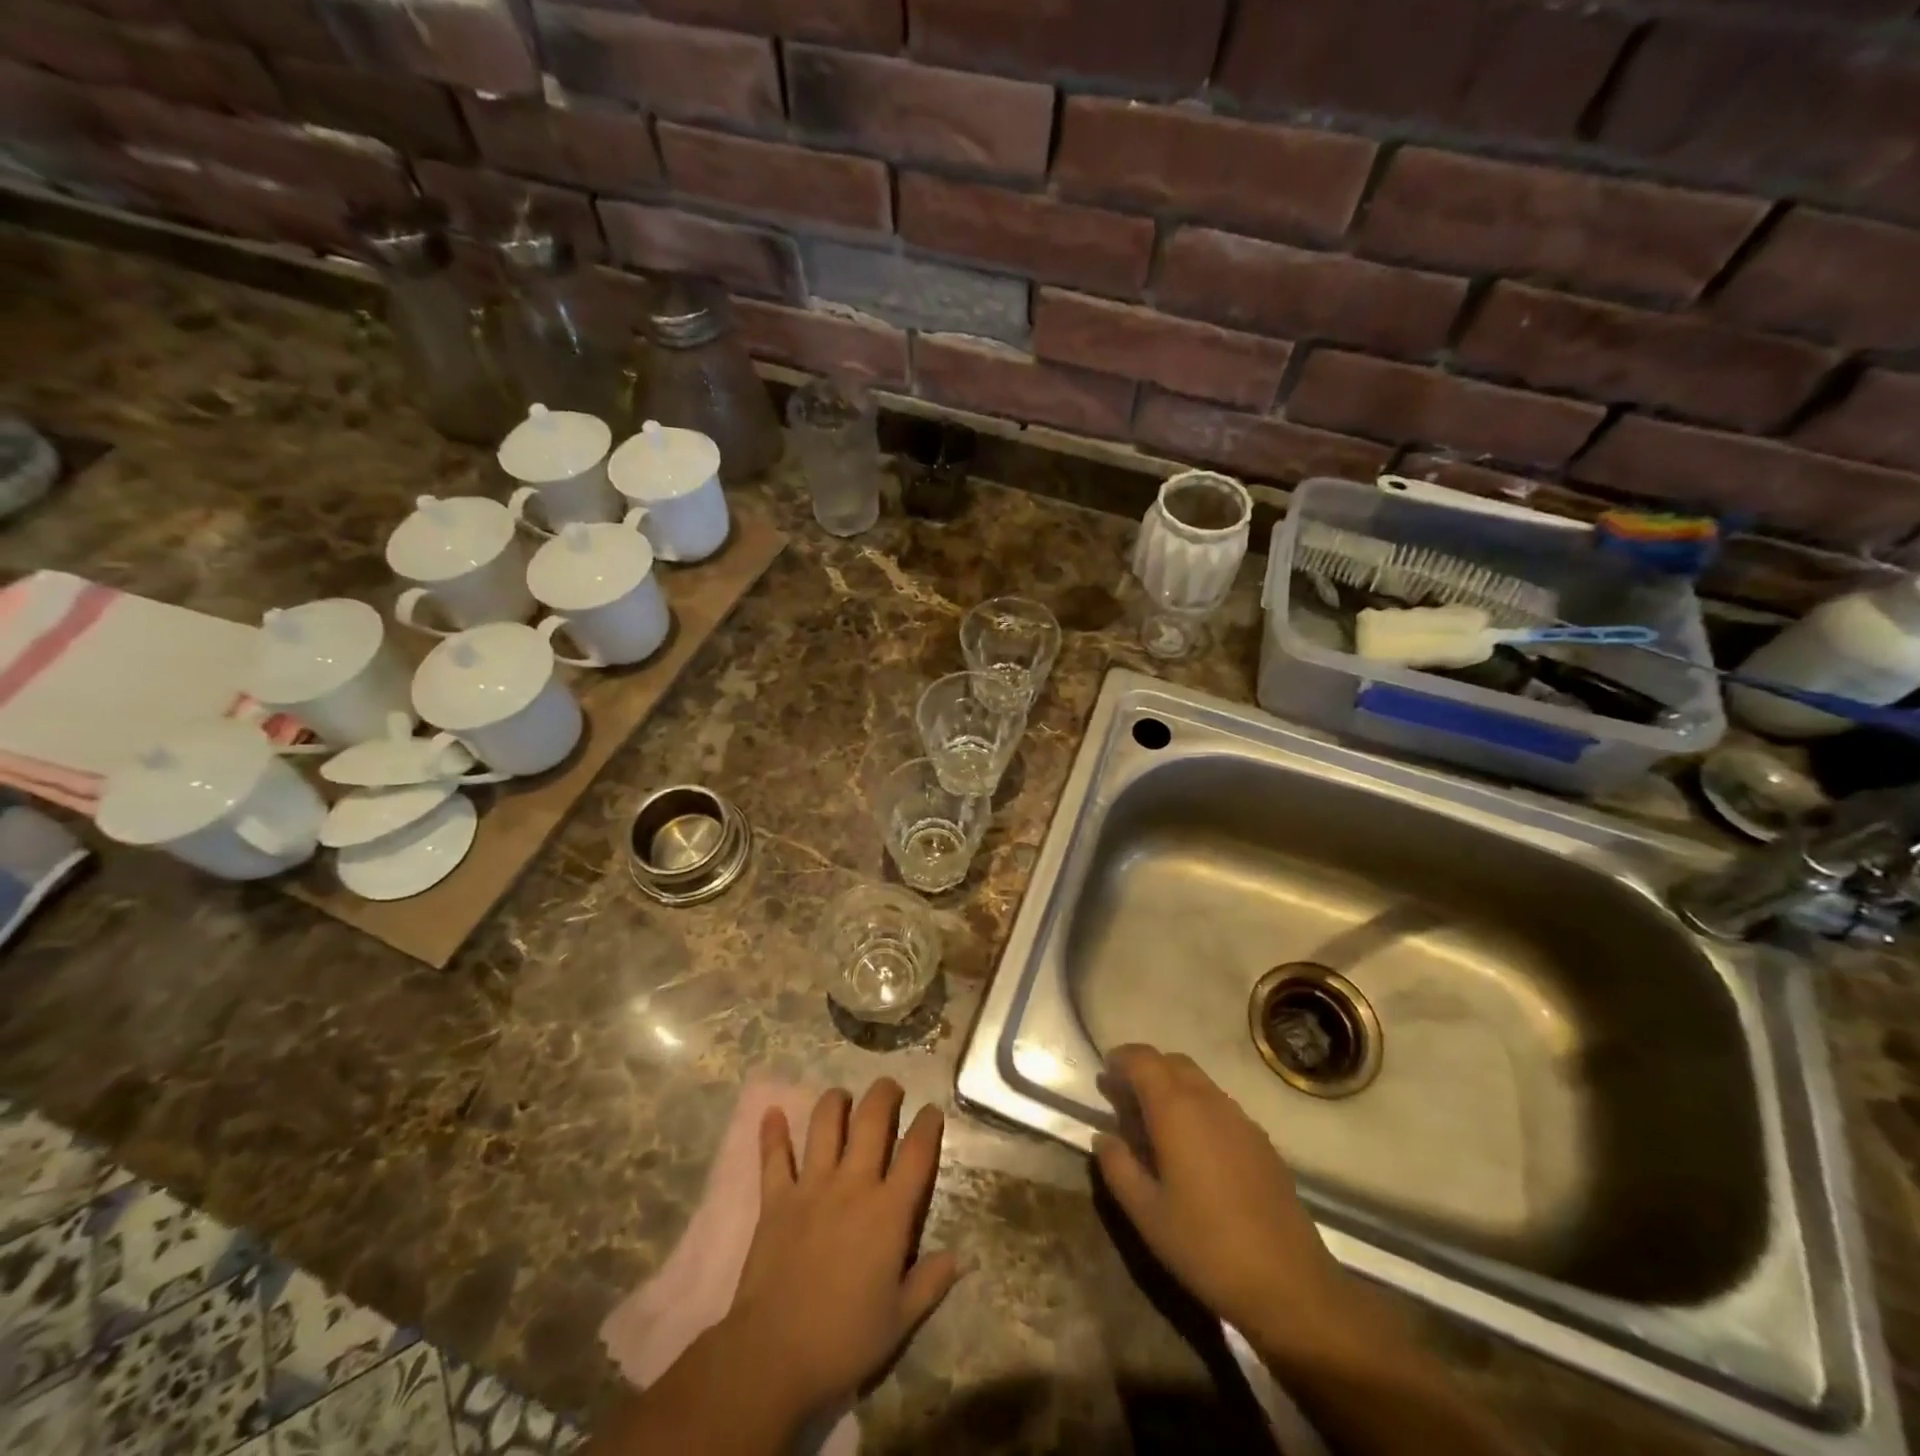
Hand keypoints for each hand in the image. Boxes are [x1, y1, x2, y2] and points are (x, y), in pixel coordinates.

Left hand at [720, 1080, 959, 1425]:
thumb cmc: (844, 1341)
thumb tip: (960, 1258)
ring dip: (835, 1102)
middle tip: (890, 1087)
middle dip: (885, 1095)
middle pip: (872, 1120)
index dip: (928, 1125)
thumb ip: (930, 1283)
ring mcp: (812, 1186)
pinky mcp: (776, 1198)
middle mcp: (853, 1185)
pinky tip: (772, 1112)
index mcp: (889, 1212)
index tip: (932, 1111)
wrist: (774, 1355)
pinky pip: (774, 1157)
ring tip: (842, 1095)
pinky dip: (772, 1133)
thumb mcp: (900, 1321)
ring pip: (825, 1124)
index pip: (917, 1153)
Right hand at [1094, 1045, 1354, 1359]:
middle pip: (1172, 1062)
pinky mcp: (1261, 1141)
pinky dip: (1197, 1107)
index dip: (1120, 1060)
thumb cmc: (1206, 1246)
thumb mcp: (1146, 1213)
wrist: (1290, 1285)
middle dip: (1145, 1070)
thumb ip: (1118, 1166)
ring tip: (1154, 1124)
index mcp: (1176, 1109)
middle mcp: (1209, 1101)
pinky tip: (1193, 1149)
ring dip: (1171, 1087)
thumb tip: (1103, 1136)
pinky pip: (1220, 1105)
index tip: (1104, 1076)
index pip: (1143, 1059)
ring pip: (1198, 1081)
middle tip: (1124, 1099)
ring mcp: (1240, 1119)